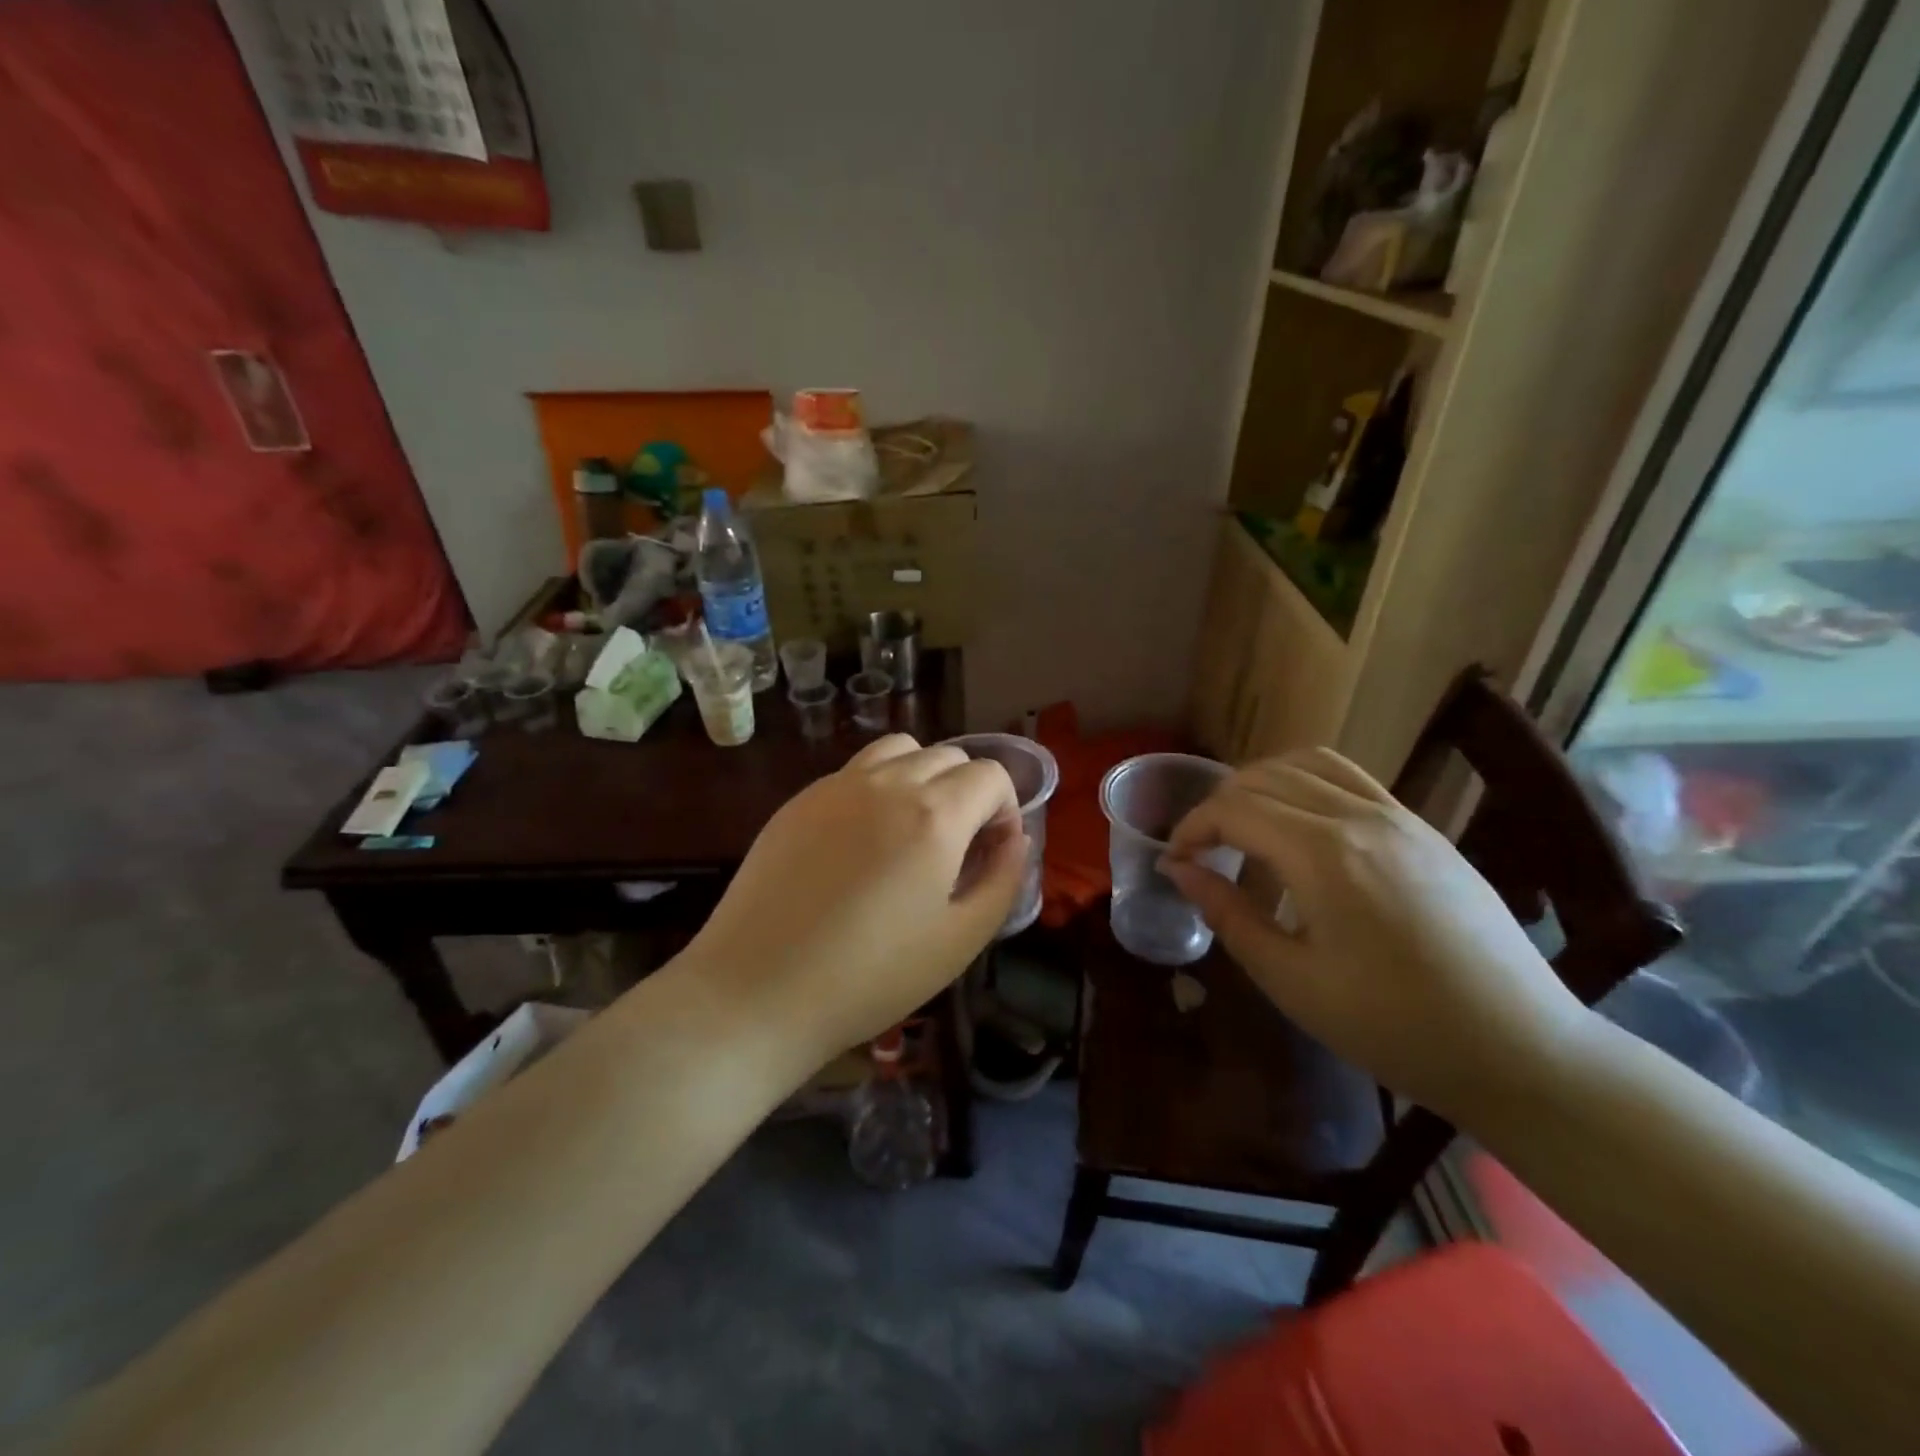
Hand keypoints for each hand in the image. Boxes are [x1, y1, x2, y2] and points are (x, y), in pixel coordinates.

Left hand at [681, 734, 1026, 1069]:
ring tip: (913, 830)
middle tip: (956, 848)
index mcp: (934, 815)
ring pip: (900, 750)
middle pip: (949, 756)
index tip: (991, 852)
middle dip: (968, 792)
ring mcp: (837, 785)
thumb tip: (1015, 839)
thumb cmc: (870, 977)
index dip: (1005, 809)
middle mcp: (887, 783)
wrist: (757, 991)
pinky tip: (862, 842)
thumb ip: (1003, 879)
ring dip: (923, 776)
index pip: (990, 775)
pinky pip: (856, 771)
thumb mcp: (960, 940)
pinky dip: (878, 787)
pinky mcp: (800, 799)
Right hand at [1160, 747, 1591, 1121]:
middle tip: (1202, 849)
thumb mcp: (1291, 980)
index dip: (1192, 828)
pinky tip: (1301, 827)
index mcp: (1323, 855)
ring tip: (1245, 824)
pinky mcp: (1424, 829)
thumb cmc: (1392, 1026)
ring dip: (1262, 783)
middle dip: (1219, 805)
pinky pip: (1351, 779)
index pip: (1234, 810)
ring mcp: (1399, 817)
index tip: (1175, 862)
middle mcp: (1360, 818)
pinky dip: (1307, 784)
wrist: (1520, 1051)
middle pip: (1265, 778)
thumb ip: (1228, 914)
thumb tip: (1179, 870)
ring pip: (1309, 764)